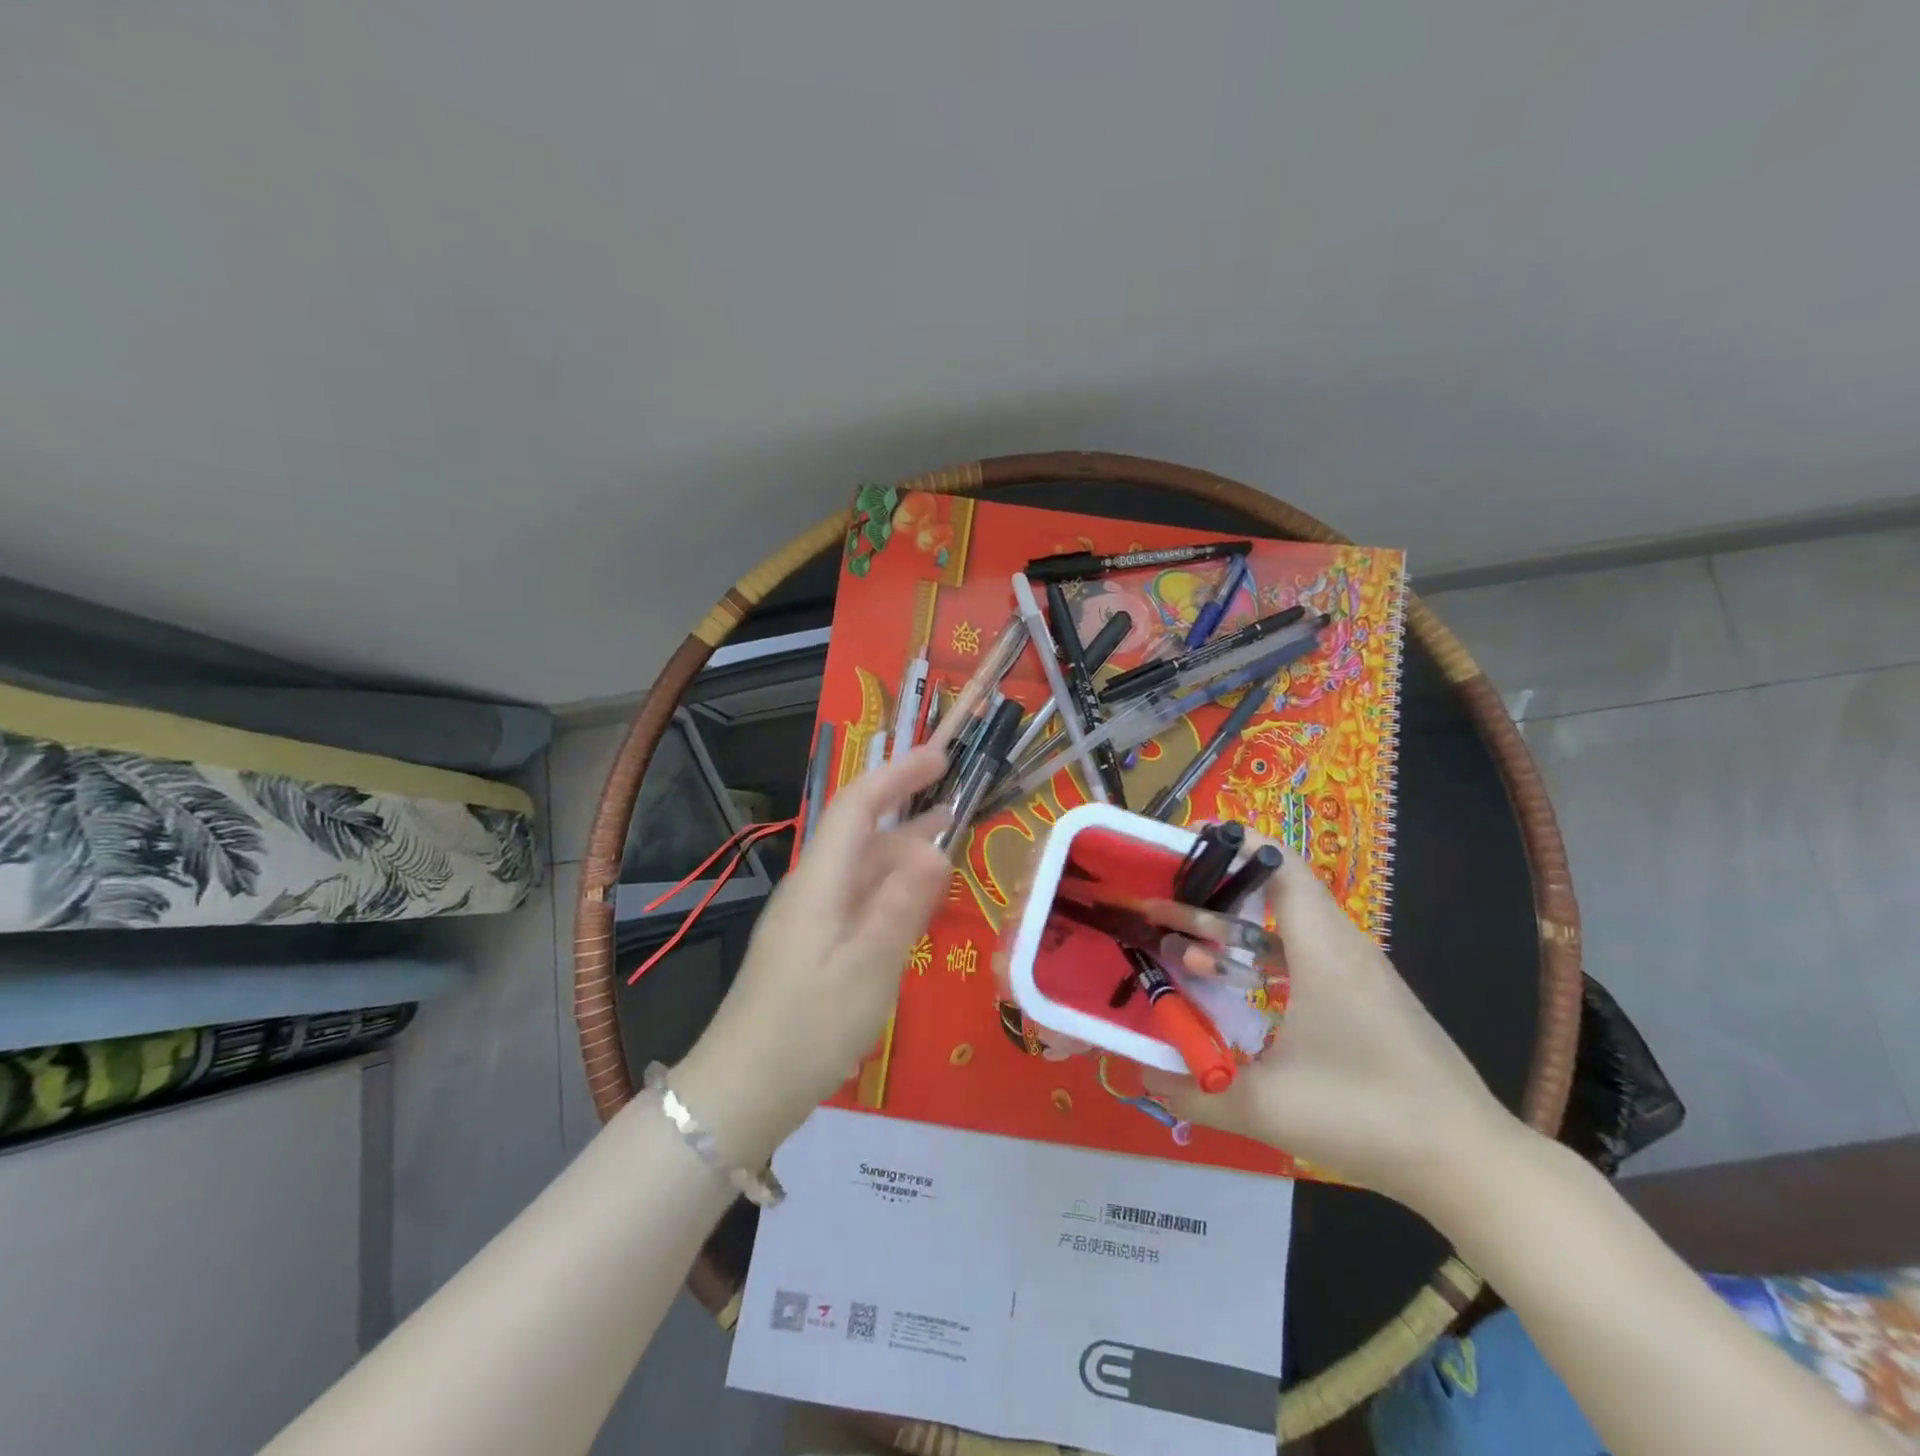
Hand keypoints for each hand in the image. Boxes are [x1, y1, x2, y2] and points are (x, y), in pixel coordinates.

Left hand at [674, 745, 950, 1163]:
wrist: (741, 1093)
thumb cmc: (807, 1030)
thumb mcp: (866, 970)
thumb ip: (901, 906)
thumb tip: (937, 847)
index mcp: (820, 883)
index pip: (856, 807)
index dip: (897, 775)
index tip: (939, 758)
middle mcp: (813, 890)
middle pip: (862, 835)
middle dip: (909, 812)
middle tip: (961, 804)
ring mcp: (811, 920)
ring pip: (863, 870)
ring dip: (904, 853)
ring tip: (951, 847)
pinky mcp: (814, 947)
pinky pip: (859, 902)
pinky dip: (893, 891)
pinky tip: (917, 906)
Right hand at [1142, 839, 1517, 1210]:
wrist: (1469, 1163)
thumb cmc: (1367, 1116)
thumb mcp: (1266, 1108)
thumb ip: (1194, 1091)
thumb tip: (1143, 1073)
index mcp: (1322, 950)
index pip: (1280, 864)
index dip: (1232, 843)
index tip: (1179, 845)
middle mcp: (1342, 948)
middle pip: (1274, 893)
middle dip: (1212, 894)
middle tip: (1158, 905)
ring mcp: (1359, 975)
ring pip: (1287, 929)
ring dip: (1234, 932)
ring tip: (1182, 949)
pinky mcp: (1367, 1001)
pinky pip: (1304, 957)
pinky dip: (1262, 960)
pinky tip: (1234, 991)